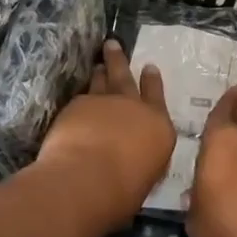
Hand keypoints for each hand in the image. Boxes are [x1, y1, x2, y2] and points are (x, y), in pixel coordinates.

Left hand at [36, 40, 175, 231]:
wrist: (87, 178)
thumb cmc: (123, 192)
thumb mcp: (144, 178)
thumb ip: (141, 161)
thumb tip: (134, 162)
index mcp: (159, 127)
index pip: (158, 97)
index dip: (152, 82)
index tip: (149, 67)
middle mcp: (134, 107)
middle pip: (127, 77)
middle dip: (121, 60)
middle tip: (113, 44)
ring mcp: (105, 102)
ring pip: (103, 80)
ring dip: (101, 70)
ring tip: (98, 63)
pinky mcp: (79, 104)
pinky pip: (82, 96)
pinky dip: (82, 95)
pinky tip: (78, 99)